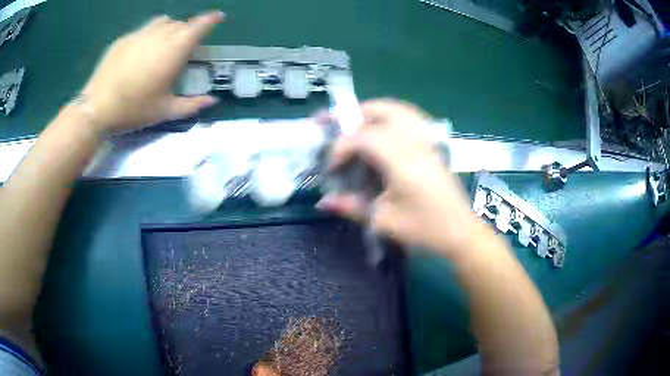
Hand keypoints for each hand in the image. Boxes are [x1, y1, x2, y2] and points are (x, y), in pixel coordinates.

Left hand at [80, 11, 223, 133]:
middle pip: (181, 23)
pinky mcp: (124, 39)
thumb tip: (213, 102)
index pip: (199, 26)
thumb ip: (191, 105)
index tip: (218, 17)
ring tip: (164, 44)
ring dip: (170, 29)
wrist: (97, 107)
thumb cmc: (134, 109)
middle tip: (184, 46)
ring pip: (163, 22)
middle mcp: (161, 34)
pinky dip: (150, 35)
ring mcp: (140, 33)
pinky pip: (143, 30)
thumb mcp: (165, 111)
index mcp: (175, 49)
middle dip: (188, 30)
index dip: (211, 19)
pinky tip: (142, 52)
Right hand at [317, 100, 477, 255]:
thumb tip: (322, 201)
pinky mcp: (433, 144)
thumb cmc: (424, 229)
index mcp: (402, 161)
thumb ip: (352, 207)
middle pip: (382, 110)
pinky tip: (384, 127)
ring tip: (355, 123)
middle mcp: (415, 143)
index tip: (332, 166)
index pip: (363, 138)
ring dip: (372, 111)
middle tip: (336, 128)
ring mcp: (427, 140)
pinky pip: (411, 117)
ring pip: (398, 109)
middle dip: (354, 116)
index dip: (341, 147)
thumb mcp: (384, 222)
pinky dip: (392, 115)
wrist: (460, 231)